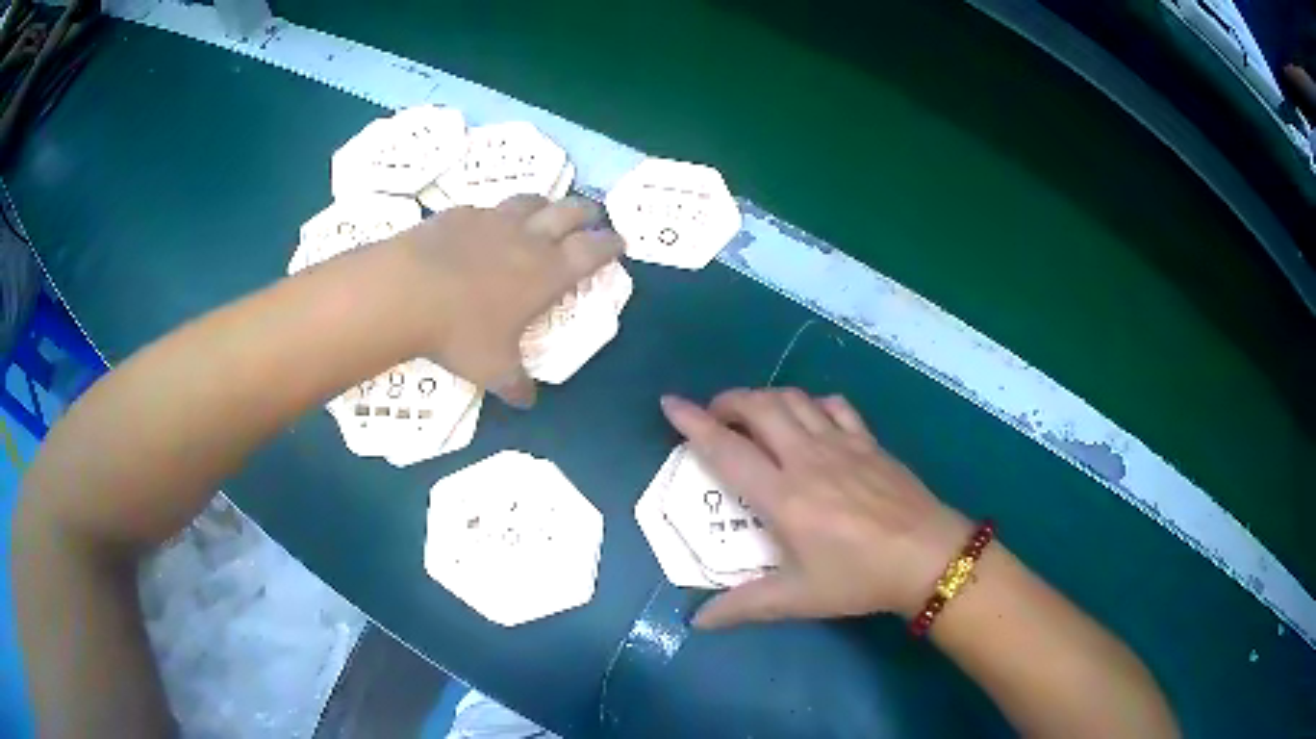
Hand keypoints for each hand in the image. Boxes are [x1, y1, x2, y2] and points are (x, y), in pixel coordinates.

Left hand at [389, 195, 622, 406]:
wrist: (404, 291)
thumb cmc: (459, 331)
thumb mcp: (492, 369)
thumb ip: (516, 385)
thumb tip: (526, 402)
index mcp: (547, 272)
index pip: (593, 249)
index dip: (611, 243)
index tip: (620, 241)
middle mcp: (527, 238)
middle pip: (570, 211)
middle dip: (587, 212)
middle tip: (592, 217)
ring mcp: (493, 220)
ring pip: (531, 200)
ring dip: (545, 204)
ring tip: (544, 212)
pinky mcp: (460, 213)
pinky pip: (487, 208)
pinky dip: (496, 215)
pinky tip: (484, 228)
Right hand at [660, 389, 972, 627]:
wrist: (927, 556)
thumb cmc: (858, 578)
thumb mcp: (797, 598)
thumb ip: (744, 606)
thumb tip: (697, 622)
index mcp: (783, 496)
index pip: (727, 449)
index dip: (693, 423)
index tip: (670, 403)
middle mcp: (807, 458)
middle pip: (759, 408)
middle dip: (728, 402)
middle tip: (714, 417)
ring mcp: (841, 444)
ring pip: (794, 399)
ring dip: (765, 398)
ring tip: (753, 414)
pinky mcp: (868, 441)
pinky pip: (833, 406)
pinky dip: (811, 403)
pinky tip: (808, 418)